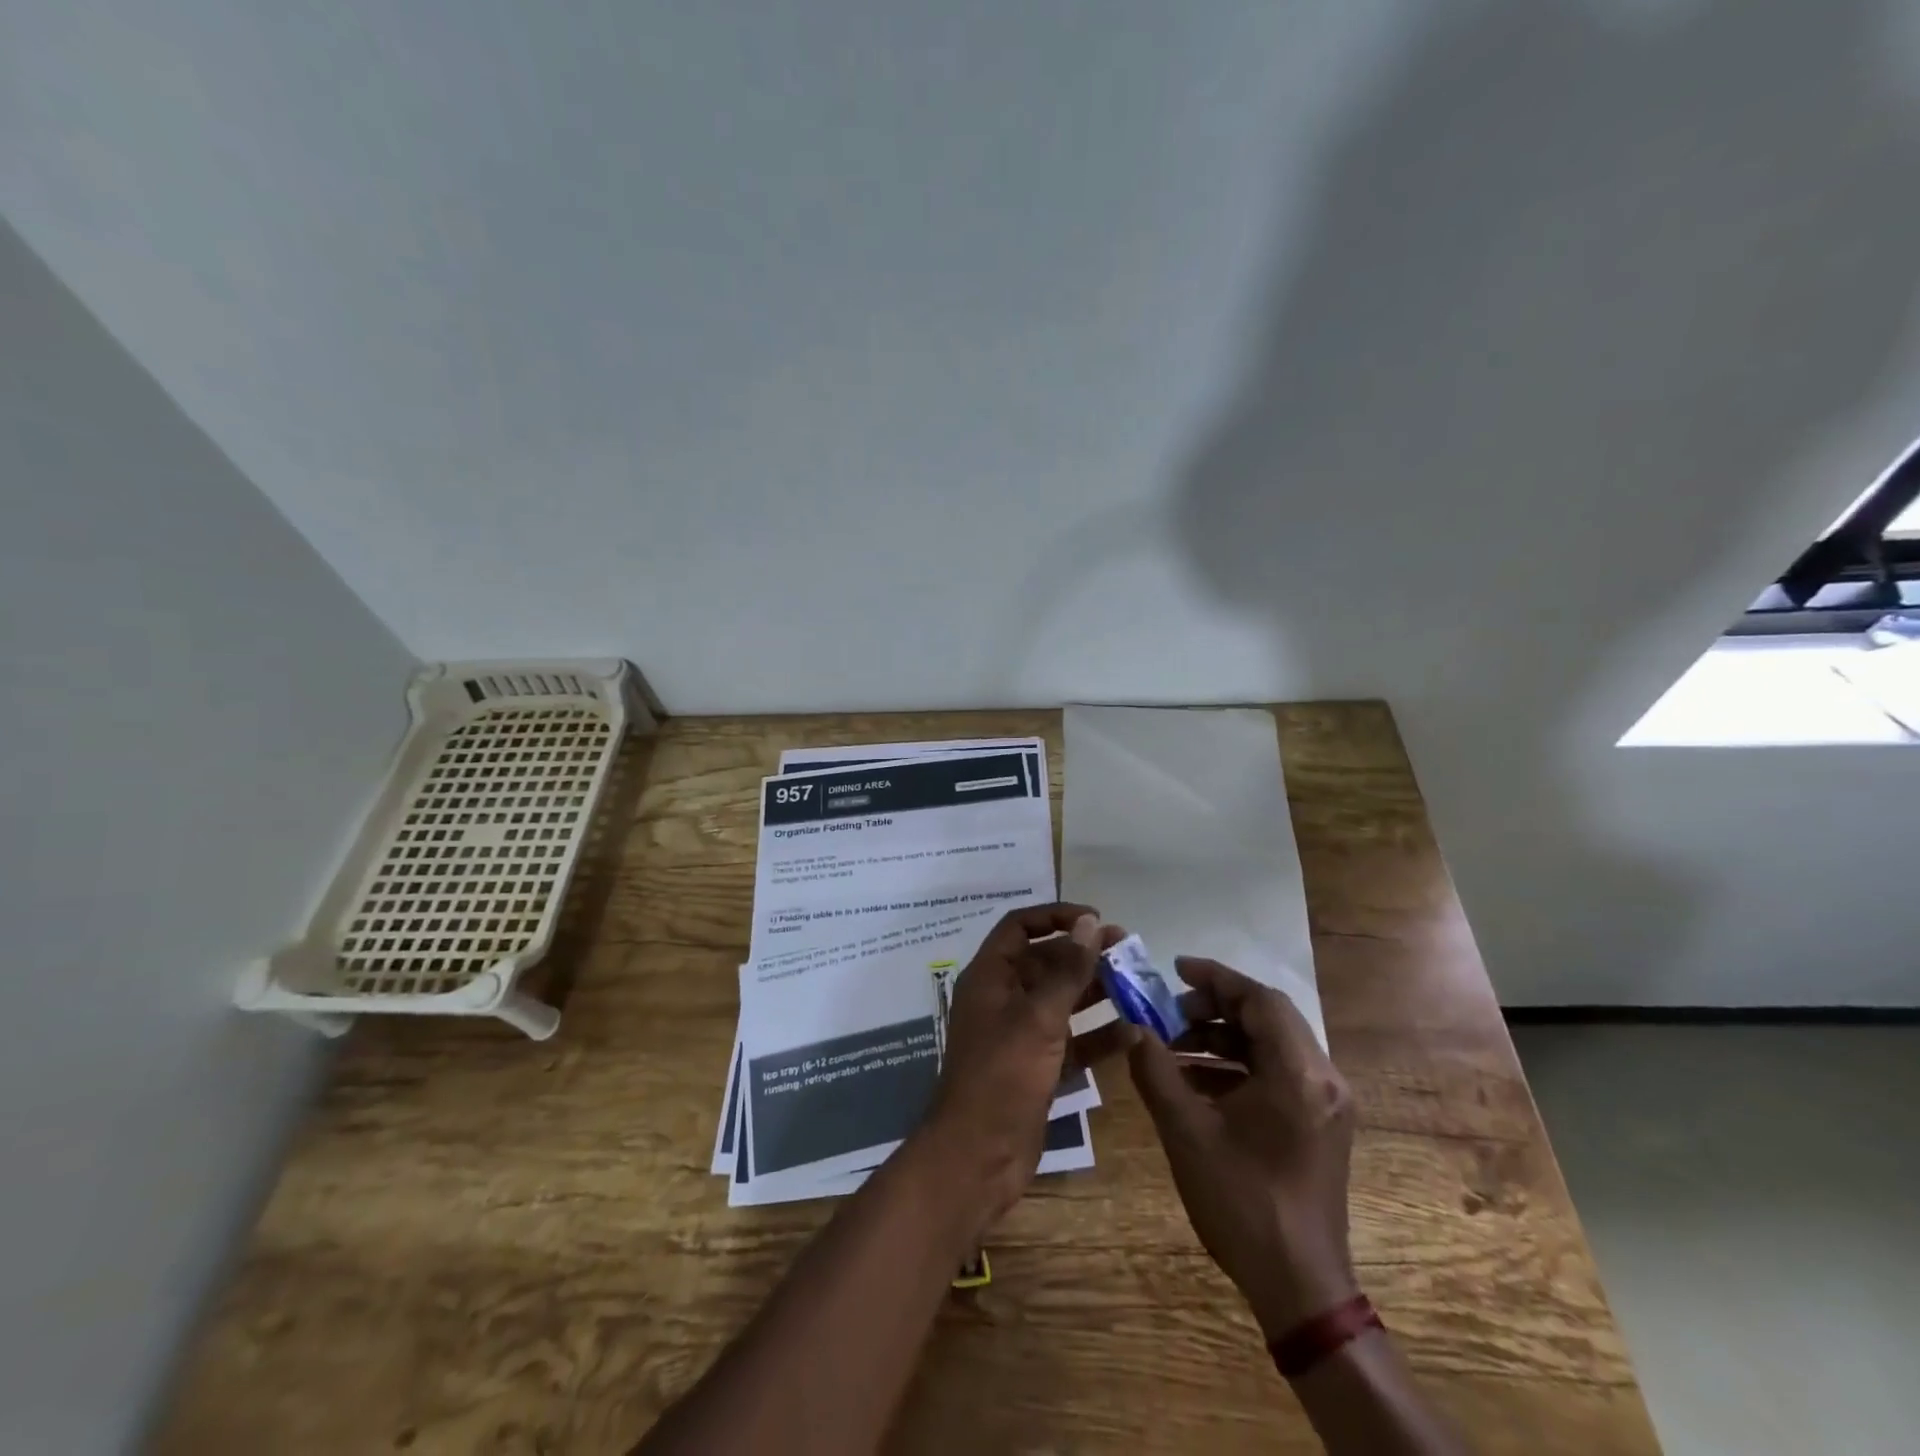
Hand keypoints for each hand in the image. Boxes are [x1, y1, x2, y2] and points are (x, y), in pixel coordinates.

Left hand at [922, 903, 1103, 1225]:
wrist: (977, 1157)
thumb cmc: (1003, 1075)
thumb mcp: (1039, 1017)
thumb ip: (1067, 970)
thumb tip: (1090, 922)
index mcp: (990, 976)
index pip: (1020, 926)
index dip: (1056, 916)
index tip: (1096, 920)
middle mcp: (1003, 998)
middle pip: (1045, 962)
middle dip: (1084, 955)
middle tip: (1128, 951)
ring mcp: (1019, 1035)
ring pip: (1061, 1001)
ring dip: (1096, 993)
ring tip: (1138, 986)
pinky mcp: (1036, 1068)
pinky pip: (1070, 1041)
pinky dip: (1097, 1036)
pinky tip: (1134, 1034)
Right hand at [1126, 957, 1359, 1337]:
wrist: (1299, 1287)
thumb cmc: (1241, 1202)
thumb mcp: (1186, 1131)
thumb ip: (1155, 1070)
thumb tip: (1131, 1029)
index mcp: (1297, 1073)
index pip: (1260, 999)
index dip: (1216, 978)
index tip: (1175, 970)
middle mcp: (1322, 1079)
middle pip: (1269, 1018)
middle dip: (1216, 1007)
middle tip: (1170, 1011)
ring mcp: (1325, 1104)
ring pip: (1272, 1045)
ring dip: (1224, 1037)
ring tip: (1175, 1046)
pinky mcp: (1320, 1125)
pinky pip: (1278, 1074)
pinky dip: (1238, 1066)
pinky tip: (1197, 1081)